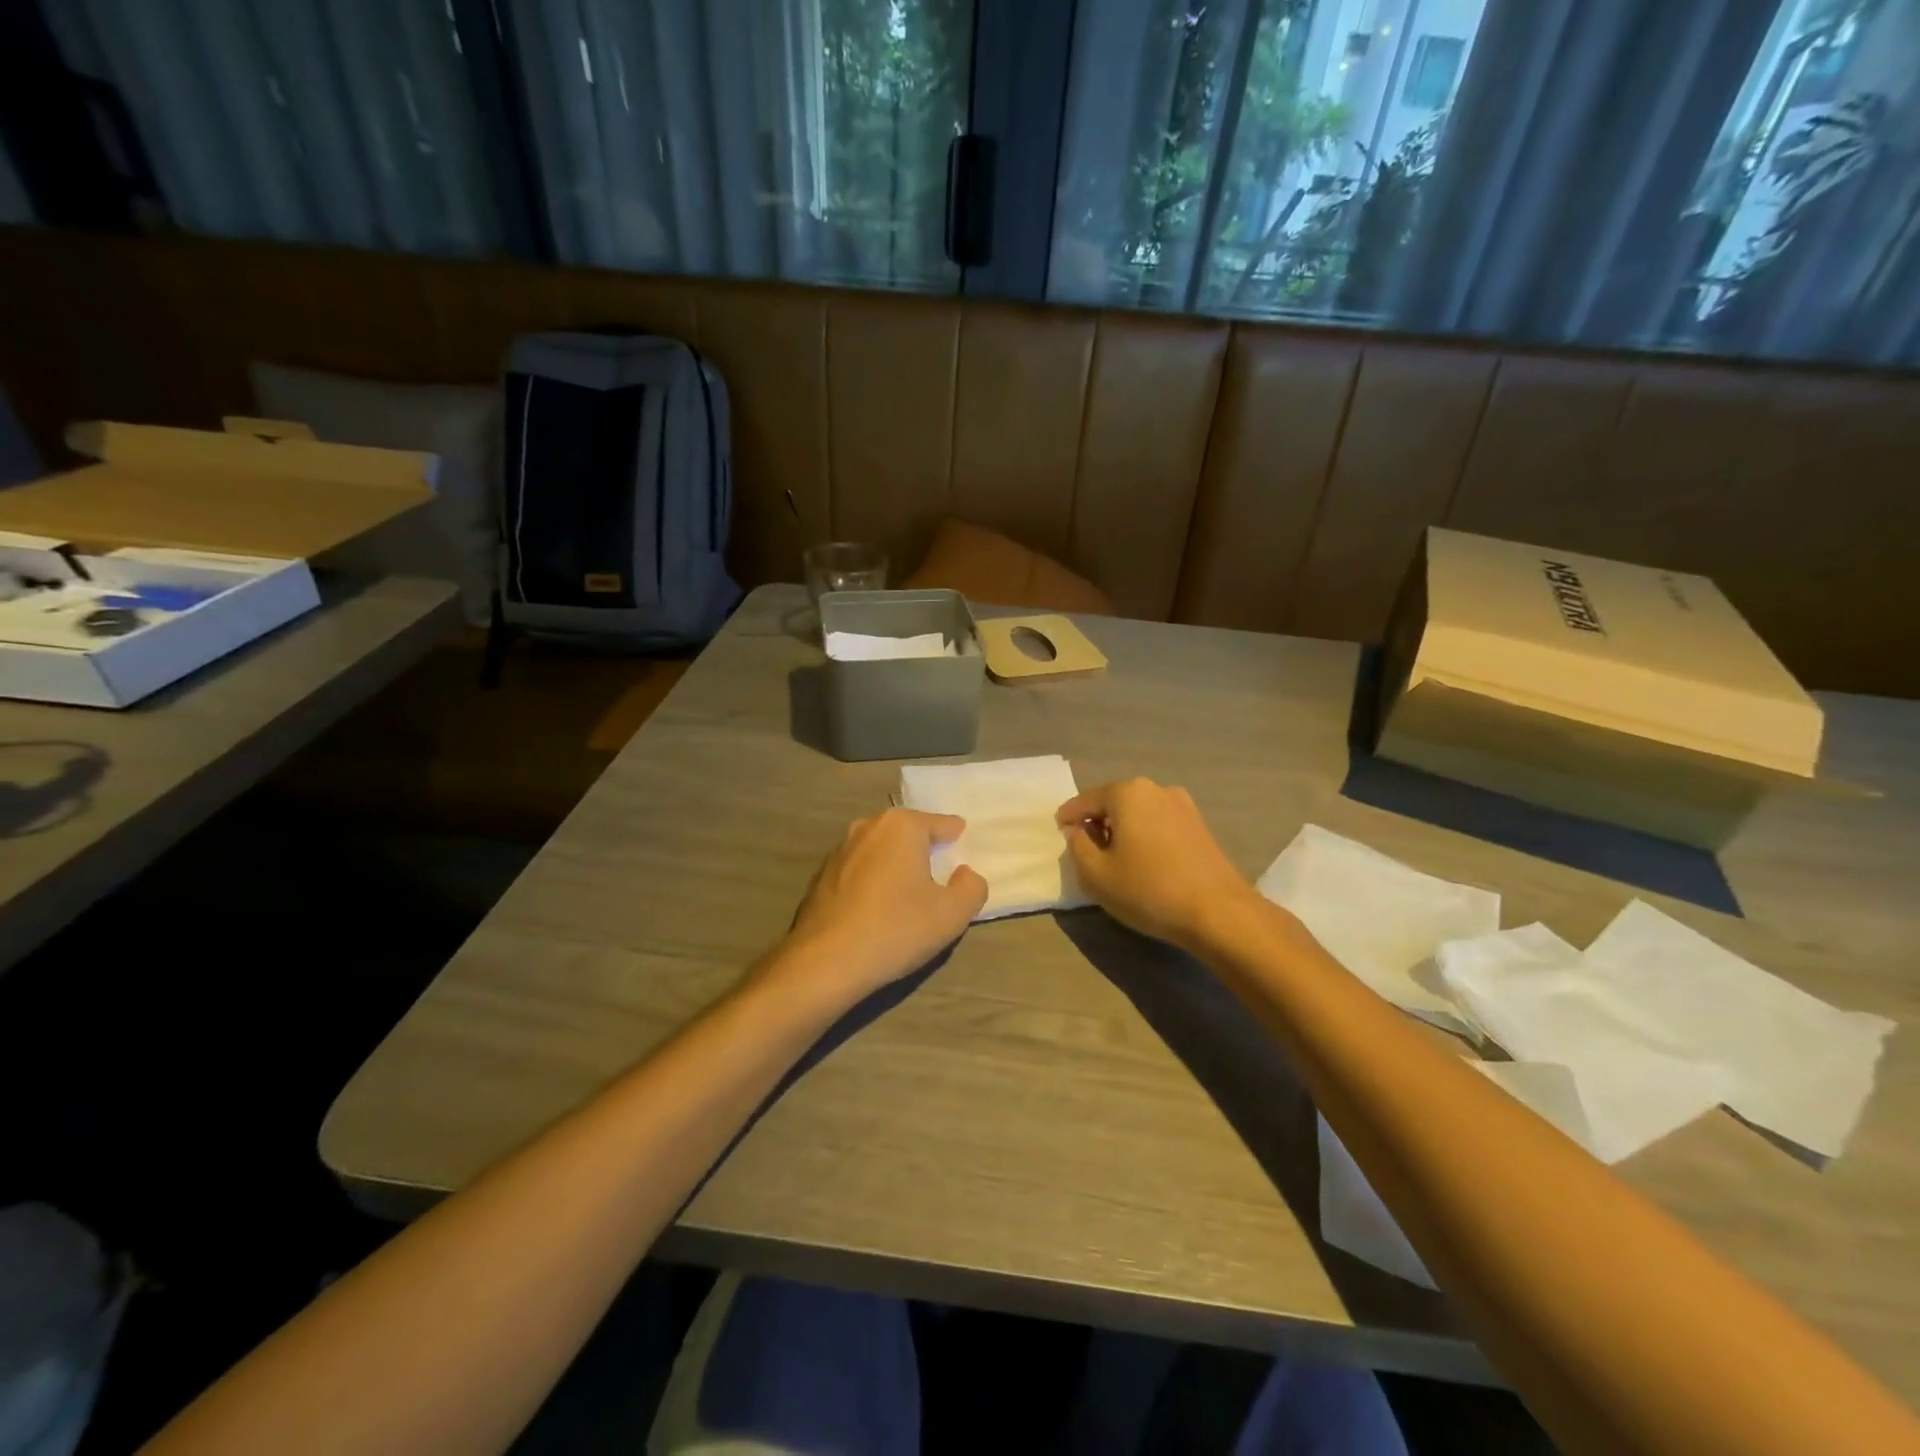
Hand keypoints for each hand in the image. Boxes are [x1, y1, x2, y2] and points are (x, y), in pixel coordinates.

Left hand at [774, 809, 987, 1008]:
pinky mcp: (819, 878)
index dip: (955, 835)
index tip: (963, 842)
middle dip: (922, 848)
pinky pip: (858, 873)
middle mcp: (867, 828)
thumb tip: (965, 874)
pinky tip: (876, 909)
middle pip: (906, 833)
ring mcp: (838, 852)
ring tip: (907, 892)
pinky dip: (871, 883)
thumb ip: (972, 888)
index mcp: (901, 826)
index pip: (940, 824)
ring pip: (879, 852)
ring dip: (894, 866)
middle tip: (939, 870)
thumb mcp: (952, 914)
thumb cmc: (897, 929)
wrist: (825, 962)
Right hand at [1057, 778, 1255, 949]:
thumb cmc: (1149, 889)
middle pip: (1114, 803)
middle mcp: (1156, 790)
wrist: (1219, 912)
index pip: (1086, 801)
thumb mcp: (1095, 874)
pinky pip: (1159, 825)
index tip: (1058, 831)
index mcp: (1127, 793)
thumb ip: (1077, 847)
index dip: (1068, 817)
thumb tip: (1079, 832)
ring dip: (1123, 831)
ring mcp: (1183, 806)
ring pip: (1139, 814)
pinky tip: (1144, 864)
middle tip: (1085, 850)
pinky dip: (1145, 838)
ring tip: (1115, 860)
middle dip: (1097, 823)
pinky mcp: (1200, 827)